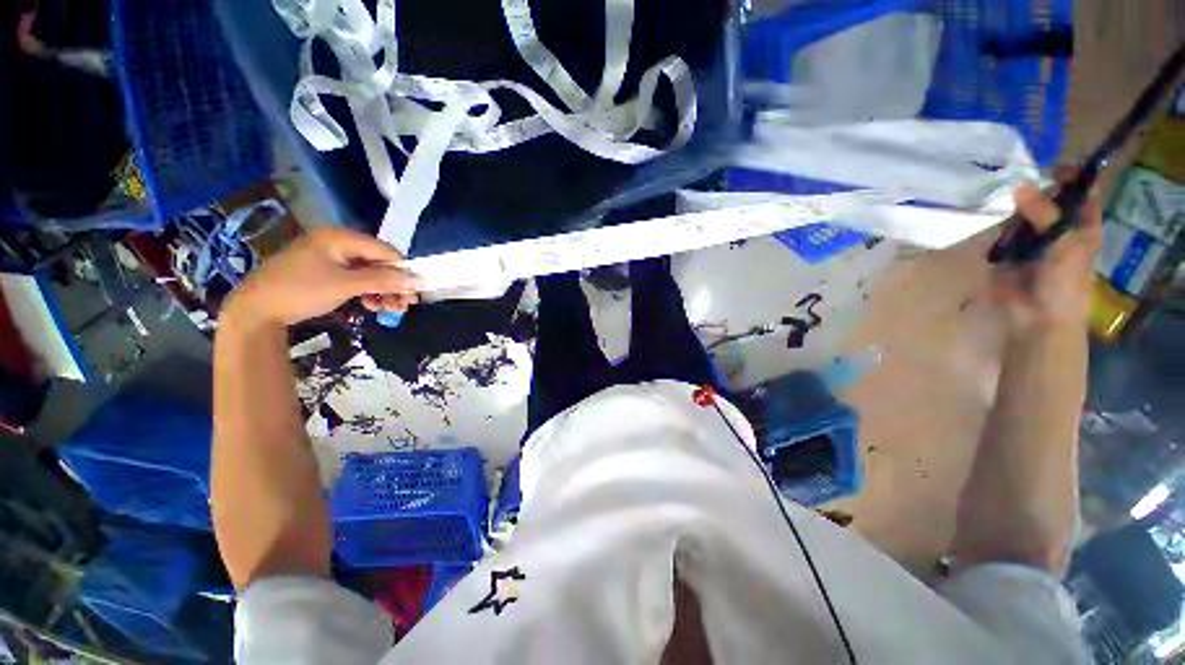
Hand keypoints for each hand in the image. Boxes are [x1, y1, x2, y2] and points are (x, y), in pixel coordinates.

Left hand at [223, 227, 421, 327]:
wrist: (256, 309)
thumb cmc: (301, 290)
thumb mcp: (346, 285)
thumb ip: (384, 280)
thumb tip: (418, 280)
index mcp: (341, 238)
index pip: (386, 251)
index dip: (403, 270)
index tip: (415, 291)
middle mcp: (338, 244)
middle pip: (378, 263)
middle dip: (393, 284)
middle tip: (405, 305)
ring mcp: (330, 258)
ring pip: (368, 273)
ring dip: (382, 291)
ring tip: (390, 309)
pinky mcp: (324, 272)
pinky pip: (354, 279)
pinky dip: (366, 292)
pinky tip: (370, 305)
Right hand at [990, 167, 1102, 331]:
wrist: (1036, 318)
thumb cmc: (1063, 283)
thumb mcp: (1063, 244)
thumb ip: (1044, 214)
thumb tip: (1019, 185)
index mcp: (1082, 224)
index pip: (1082, 190)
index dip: (1070, 175)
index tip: (1048, 168)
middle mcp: (1059, 226)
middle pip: (1048, 198)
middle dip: (1034, 189)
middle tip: (1016, 183)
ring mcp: (1033, 239)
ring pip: (1024, 213)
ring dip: (1014, 208)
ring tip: (1000, 201)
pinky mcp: (1009, 251)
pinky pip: (1004, 232)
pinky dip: (998, 226)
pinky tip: (991, 219)